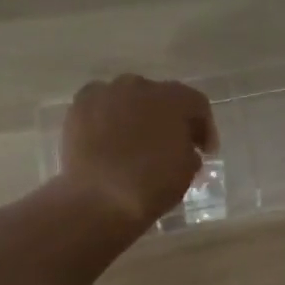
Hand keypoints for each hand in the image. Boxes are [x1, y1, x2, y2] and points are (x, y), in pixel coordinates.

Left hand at [59, 75, 215, 230]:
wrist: (98, 199)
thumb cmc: (152, 185)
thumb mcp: (188, 169)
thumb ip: (189, 149)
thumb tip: (182, 147)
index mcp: (174, 98)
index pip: (197, 104)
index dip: (204, 128)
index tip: (205, 152)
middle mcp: (141, 85)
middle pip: (161, 98)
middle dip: (168, 118)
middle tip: (169, 144)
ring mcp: (107, 92)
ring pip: (129, 99)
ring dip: (136, 115)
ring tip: (134, 141)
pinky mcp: (80, 105)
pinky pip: (101, 106)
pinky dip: (107, 118)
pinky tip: (107, 139)